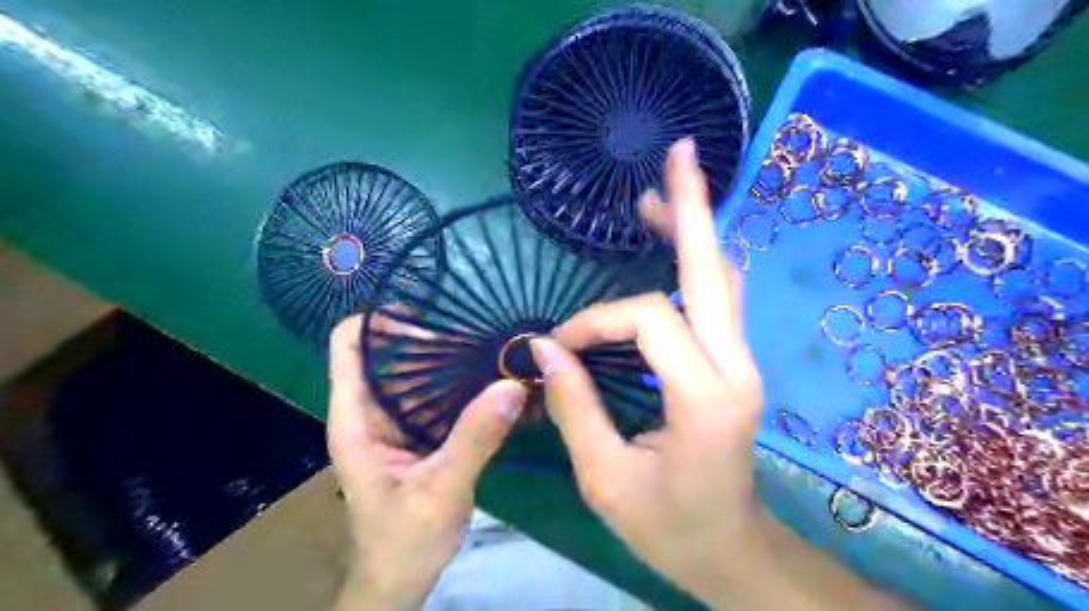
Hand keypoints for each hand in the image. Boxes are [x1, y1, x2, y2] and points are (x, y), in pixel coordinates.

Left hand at [327, 314, 527, 610]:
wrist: (400, 581)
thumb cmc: (403, 541)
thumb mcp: (440, 490)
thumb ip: (474, 439)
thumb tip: (512, 385)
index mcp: (355, 418)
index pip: (348, 344)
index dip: (379, 319)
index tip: (429, 310)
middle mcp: (372, 411)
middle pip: (388, 351)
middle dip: (427, 333)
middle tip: (476, 325)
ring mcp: (397, 422)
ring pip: (415, 371)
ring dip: (448, 356)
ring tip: (489, 342)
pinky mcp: (420, 433)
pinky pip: (437, 394)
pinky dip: (460, 381)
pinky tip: (490, 377)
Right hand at [535, 139, 912, 610]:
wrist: (729, 548)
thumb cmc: (668, 525)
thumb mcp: (605, 478)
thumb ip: (575, 406)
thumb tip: (545, 348)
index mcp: (704, 397)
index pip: (648, 321)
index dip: (595, 321)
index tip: (559, 348)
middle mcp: (735, 367)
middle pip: (712, 270)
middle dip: (691, 209)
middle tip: (679, 155)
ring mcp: (743, 361)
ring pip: (720, 277)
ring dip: (691, 231)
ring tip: (657, 197)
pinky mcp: (734, 363)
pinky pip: (717, 298)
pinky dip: (694, 262)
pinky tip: (674, 245)